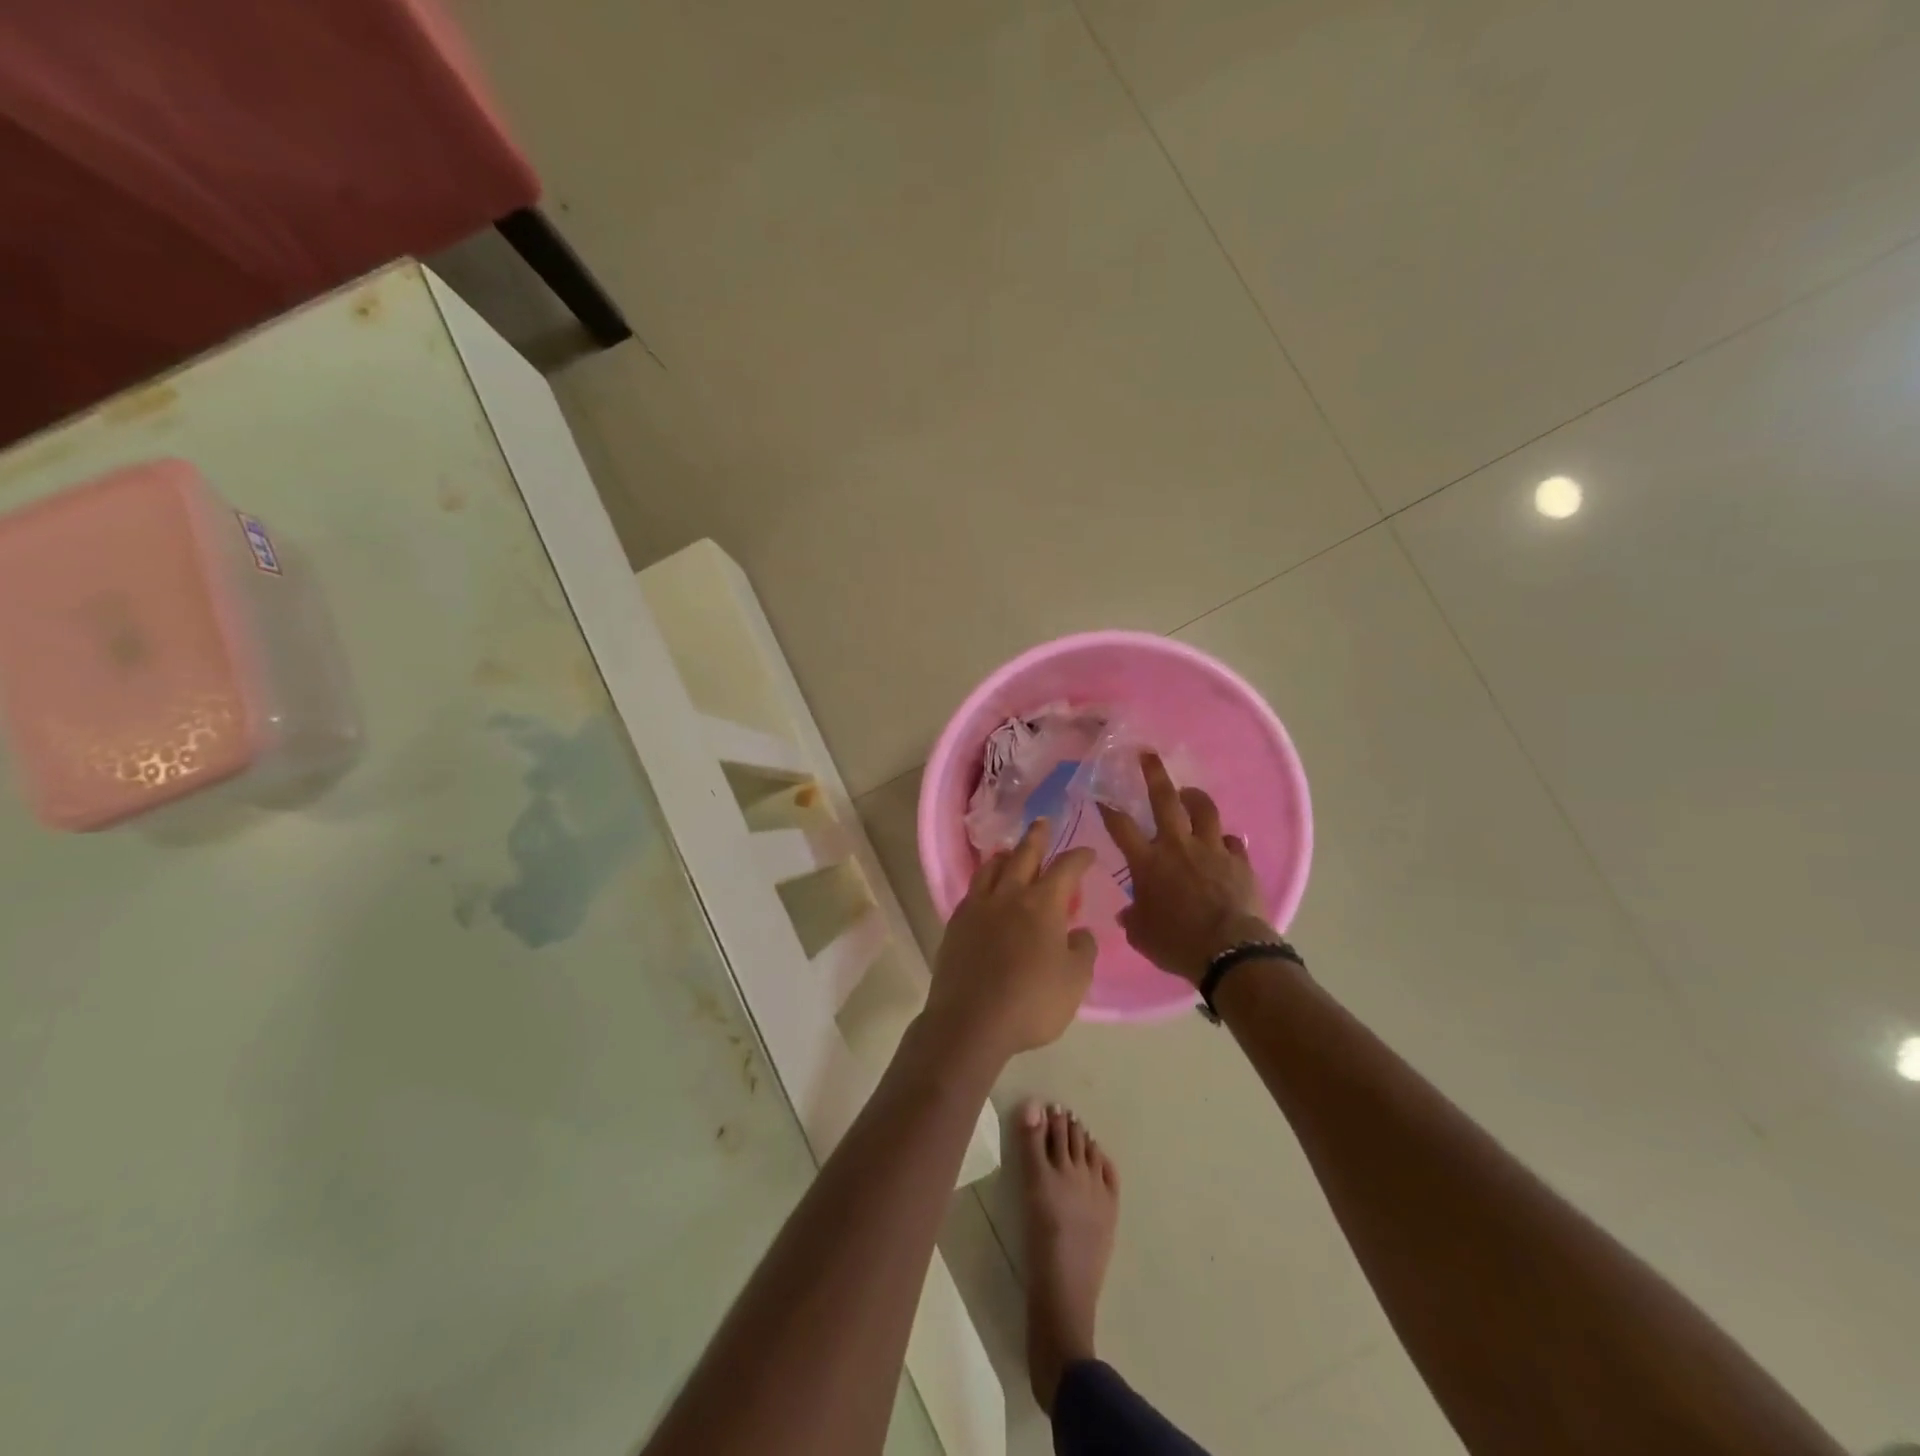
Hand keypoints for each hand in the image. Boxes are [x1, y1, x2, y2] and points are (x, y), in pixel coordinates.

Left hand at [925, 818, 1097, 1061]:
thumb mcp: (1075, 981)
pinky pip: (972, 890)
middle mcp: (1009, 895)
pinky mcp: (956, 924)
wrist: (970, 1021)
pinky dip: (984, 881)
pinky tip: (986, 891)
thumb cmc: (1031, 1002)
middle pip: (1023, 855)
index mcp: (1042, 904)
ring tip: (1009, 852)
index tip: (1088, 852)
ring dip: (1005, 855)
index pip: (1065, 868)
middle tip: (1042, 823)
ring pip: (991, 868)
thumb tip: (1080, 932)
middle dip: (1036, 837)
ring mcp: (978, 907)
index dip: (1079, 857)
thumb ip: (1083, 950)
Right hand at [1098, 752, 1274, 985]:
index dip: (1108, 809)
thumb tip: (1128, 913)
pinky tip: (1224, 844)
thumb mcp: (1142, 936)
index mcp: (1147, 862)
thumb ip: (1134, 918)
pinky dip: (1226, 842)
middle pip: (1164, 799)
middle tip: (1148, 755)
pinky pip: (1233, 842)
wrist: (1229, 950)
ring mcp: (1211, 849)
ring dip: (1195, 798)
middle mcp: (1177, 846)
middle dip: (1154, 774)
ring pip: (1204, 810)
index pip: (1121, 827)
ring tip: (1189, 793)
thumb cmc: (1176, 943)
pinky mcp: (1239, 861)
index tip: (1101, 797)